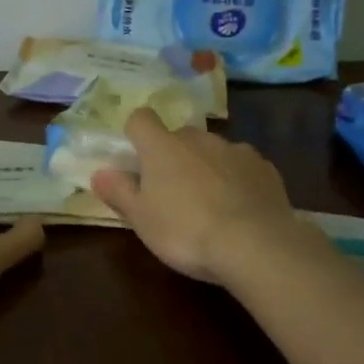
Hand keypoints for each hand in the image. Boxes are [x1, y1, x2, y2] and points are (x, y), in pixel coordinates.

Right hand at [90, 109, 300, 285]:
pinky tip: (239, 208)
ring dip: (206, 167)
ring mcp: (236, 150)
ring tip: (209, 204)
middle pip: (179, 136)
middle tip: (171, 192)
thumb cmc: (185, 231)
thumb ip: (119, 192)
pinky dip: (237, 179)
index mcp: (162, 147)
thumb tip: (99, 172)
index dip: (135, 133)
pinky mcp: (265, 167)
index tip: (136, 158)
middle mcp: (199, 139)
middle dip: (174, 156)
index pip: (140, 119)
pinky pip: (242, 166)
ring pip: (213, 151)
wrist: (254, 245)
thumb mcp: (141, 219)